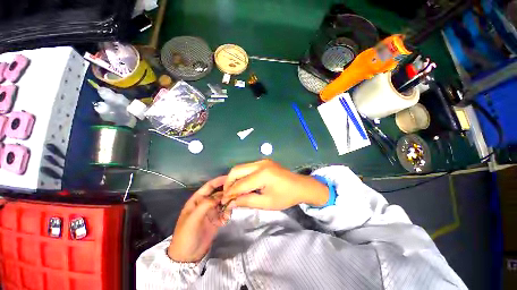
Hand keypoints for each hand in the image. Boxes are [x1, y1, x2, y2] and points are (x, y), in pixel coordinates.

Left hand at [168, 176, 230, 262]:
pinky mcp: (216, 219)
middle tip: (237, 192)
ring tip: (232, 207)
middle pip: (218, 193)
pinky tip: (226, 219)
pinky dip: (227, 213)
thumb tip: (220, 195)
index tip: (230, 177)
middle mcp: (205, 203)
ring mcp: (211, 212)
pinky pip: (225, 212)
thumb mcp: (193, 219)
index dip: (218, 180)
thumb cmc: (186, 235)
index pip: (209, 186)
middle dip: (226, 192)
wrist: (187, 257)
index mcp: (197, 200)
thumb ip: (206, 205)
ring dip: (228, 203)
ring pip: (223, 202)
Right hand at [221, 160, 328, 209]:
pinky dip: (242, 176)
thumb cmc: (285, 197)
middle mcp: (260, 164)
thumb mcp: (267, 203)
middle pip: (237, 170)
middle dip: (229, 183)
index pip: (240, 184)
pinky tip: (243, 184)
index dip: (230, 193)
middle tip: (227, 195)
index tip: (224, 202)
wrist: (300, 186)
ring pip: (241, 167)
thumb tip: (232, 202)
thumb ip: (248, 201)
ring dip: (234, 178)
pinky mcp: (263, 161)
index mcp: (263, 174)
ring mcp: (262, 161)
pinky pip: (247, 167)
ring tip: (234, 191)